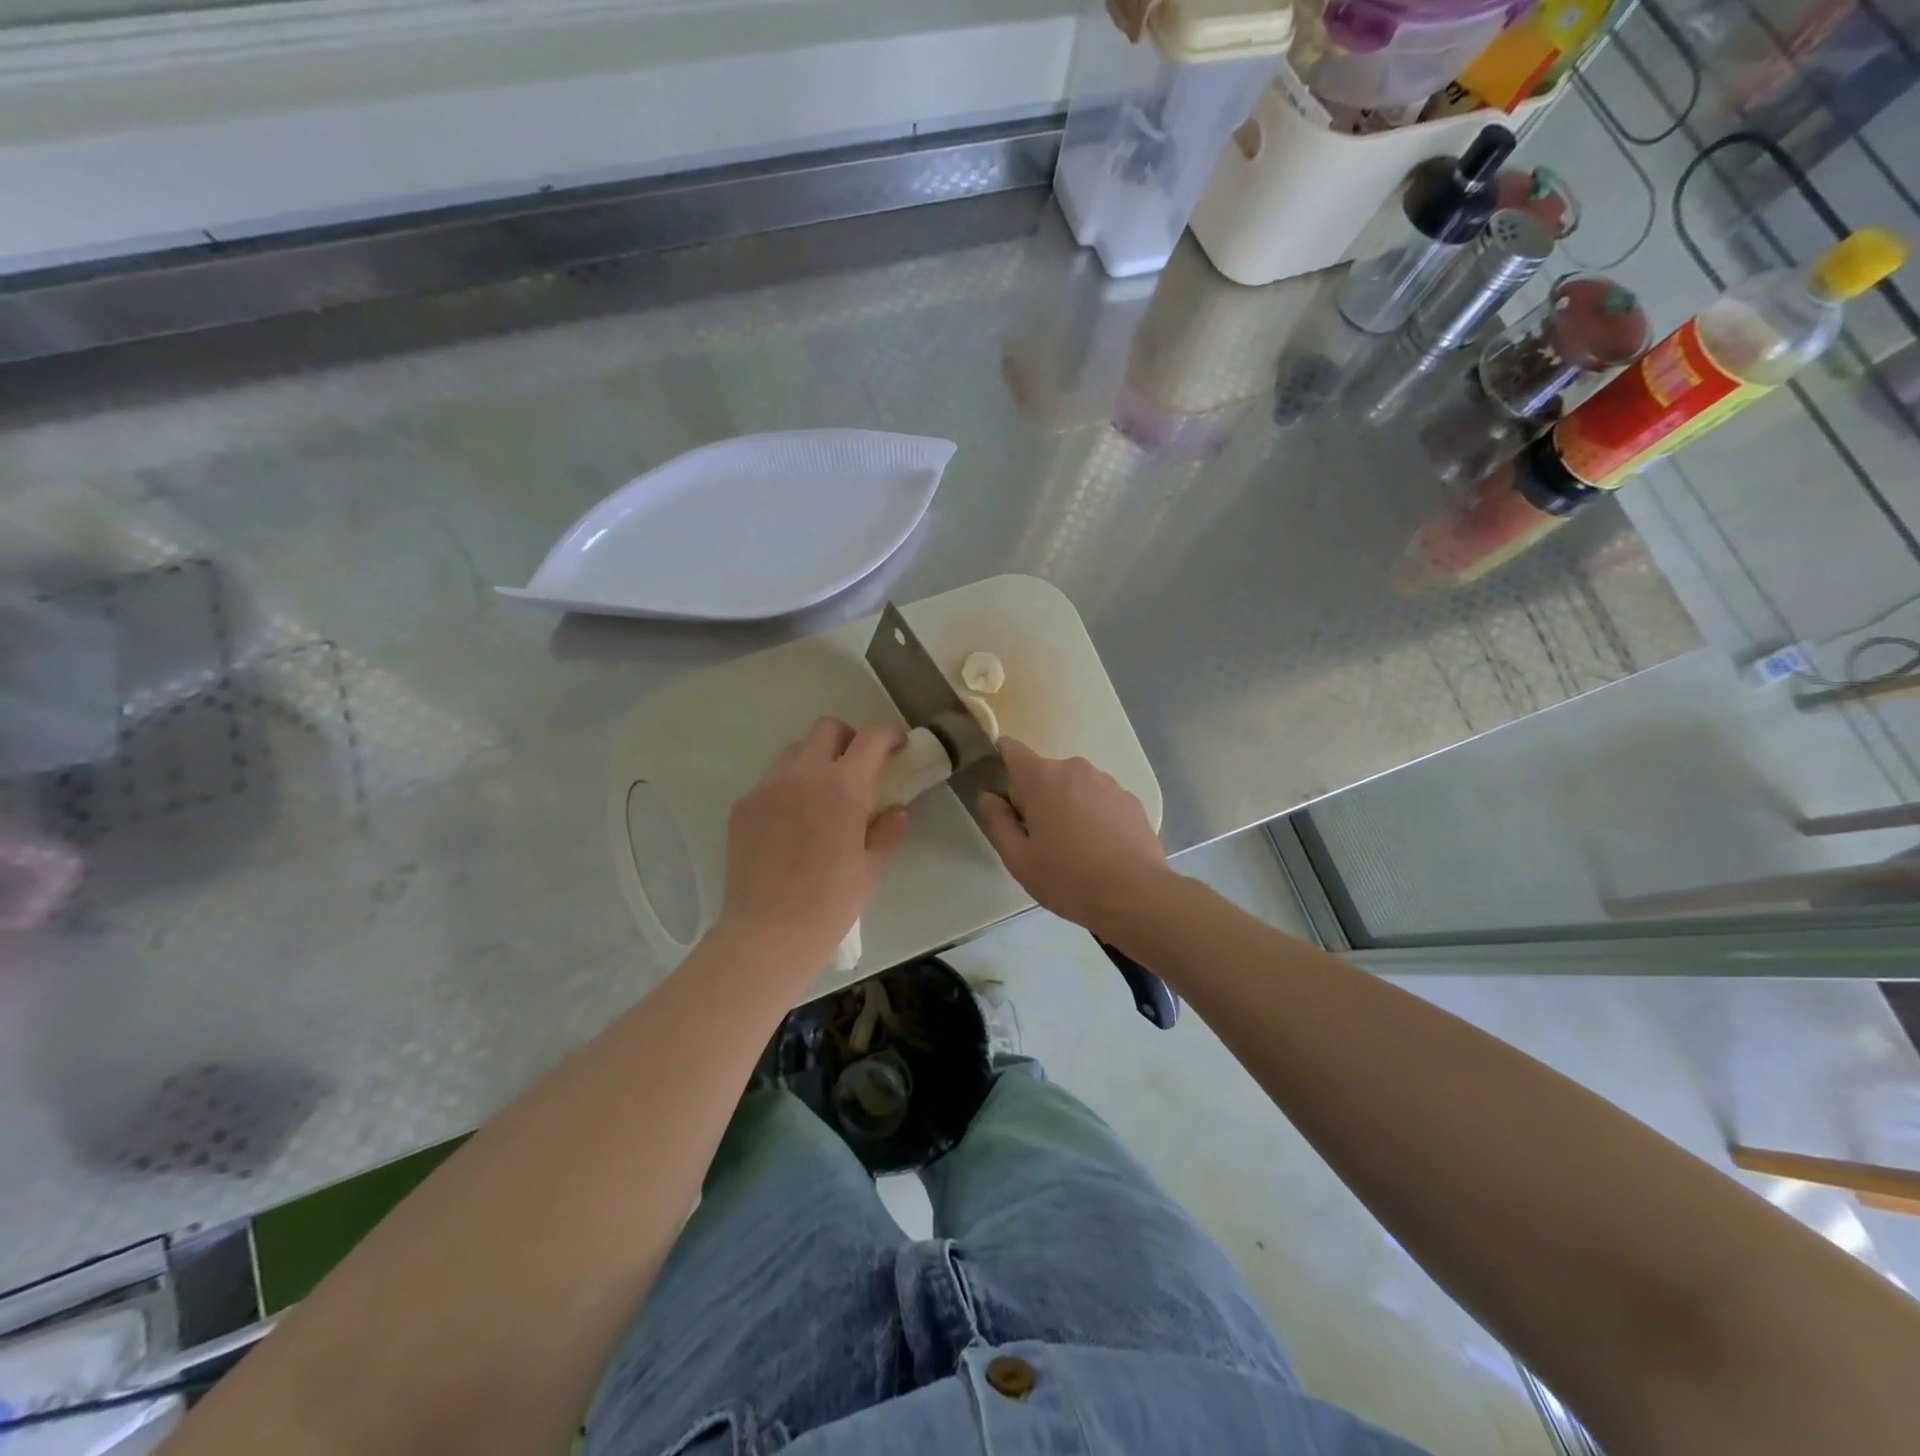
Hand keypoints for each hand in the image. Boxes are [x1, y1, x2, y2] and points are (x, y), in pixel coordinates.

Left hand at [718, 718, 909, 973]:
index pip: (870, 738)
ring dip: (816, 760)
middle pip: (827, 729)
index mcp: (843, 787)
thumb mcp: (871, 868)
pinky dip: (788, 787)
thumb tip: (896, 810)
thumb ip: (888, 830)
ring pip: (795, 751)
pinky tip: (792, 822)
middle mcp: (803, 774)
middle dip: (848, 739)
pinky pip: (770, 781)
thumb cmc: (830, 903)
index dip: (889, 734)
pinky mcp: (743, 805)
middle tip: (857, 767)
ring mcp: (767, 787)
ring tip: (822, 794)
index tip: (897, 745)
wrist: (768, 933)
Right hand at [975, 737, 1170, 938]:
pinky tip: (1100, 850)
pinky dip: (1094, 816)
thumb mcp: (1018, 859)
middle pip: (1044, 773)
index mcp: (1043, 778)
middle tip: (1040, 840)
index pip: (1010, 749)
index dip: (1001, 764)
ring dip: (1067, 806)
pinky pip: (1099, 799)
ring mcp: (1107, 782)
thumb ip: (997, 821)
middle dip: (1037, 798)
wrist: (1136, 896)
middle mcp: (1076, 769)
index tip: (1004, 796)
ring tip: (1075, 849)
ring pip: (1074, 787)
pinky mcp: (1131, 799)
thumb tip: (988, 796)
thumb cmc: (1068, 878)